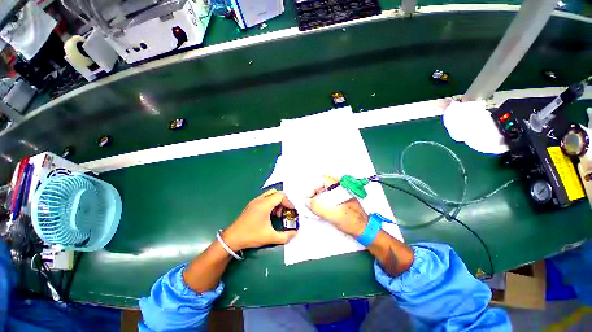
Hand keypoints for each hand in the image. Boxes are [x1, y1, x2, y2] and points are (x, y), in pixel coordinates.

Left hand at [222, 189, 297, 250]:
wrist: (232, 238)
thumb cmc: (251, 236)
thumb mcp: (270, 237)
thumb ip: (285, 236)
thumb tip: (295, 233)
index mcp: (265, 204)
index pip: (280, 196)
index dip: (288, 202)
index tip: (291, 211)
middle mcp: (260, 200)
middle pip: (275, 193)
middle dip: (282, 201)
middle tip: (284, 211)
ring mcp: (254, 202)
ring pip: (269, 195)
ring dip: (276, 202)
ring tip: (277, 214)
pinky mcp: (251, 205)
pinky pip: (264, 199)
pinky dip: (270, 203)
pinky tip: (269, 215)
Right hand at [306, 175, 368, 236]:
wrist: (364, 230)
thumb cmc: (351, 221)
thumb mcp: (332, 215)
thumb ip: (318, 207)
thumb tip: (307, 202)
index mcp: (340, 187)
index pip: (322, 180)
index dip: (313, 187)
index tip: (309, 198)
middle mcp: (340, 188)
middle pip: (323, 184)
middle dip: (314, 192)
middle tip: (309, 202)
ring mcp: (340, 193)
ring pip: (325, 190)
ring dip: (317, 197)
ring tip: (313, 206)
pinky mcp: (340, 200)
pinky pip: (328, 196)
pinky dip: (322, 201)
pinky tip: (320, 209)